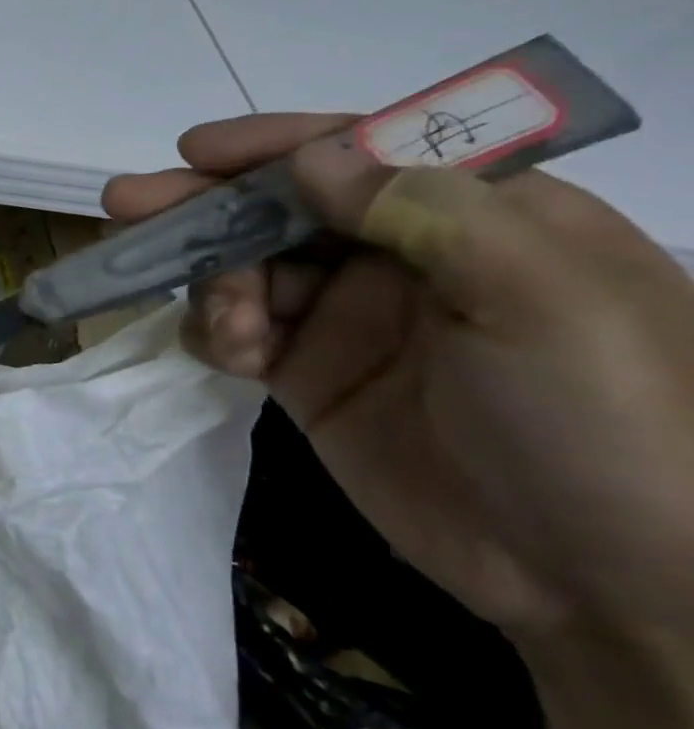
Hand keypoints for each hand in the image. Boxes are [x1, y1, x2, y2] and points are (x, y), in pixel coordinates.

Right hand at [105, 114, 693, 656]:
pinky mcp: (306, 372)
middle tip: (125, 208)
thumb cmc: (602, 421)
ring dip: (213, 283)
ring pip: (243, 268)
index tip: (194, 151)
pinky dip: (214, 332)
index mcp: (472, 217)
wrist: (604, 582)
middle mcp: (398, 256)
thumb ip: (426, 213)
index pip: (356, 154)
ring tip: (230, 327)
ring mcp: (346, 316)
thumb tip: (310, 158)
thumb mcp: (541, 301)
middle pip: (277, 208)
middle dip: (202, 206)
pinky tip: (232, 357)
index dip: (271, 147)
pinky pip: (233, 329)